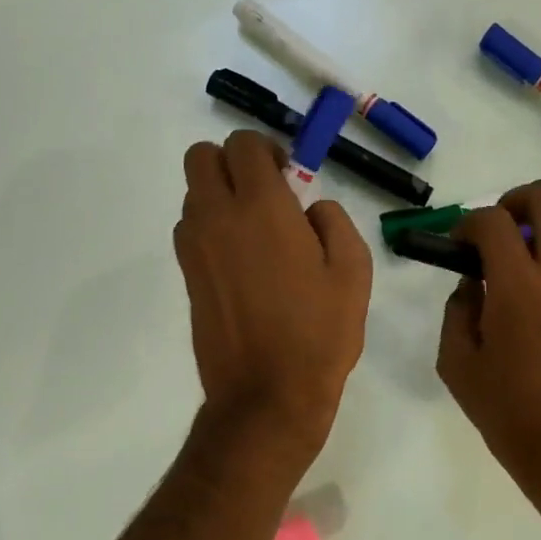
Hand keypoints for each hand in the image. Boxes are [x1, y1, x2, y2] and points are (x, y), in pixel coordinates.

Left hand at [175, 130, 372, 455]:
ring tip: (256, 234)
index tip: (288, 175)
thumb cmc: (319, 333)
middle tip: (265, 193)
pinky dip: (211, 228)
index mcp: (262, 207)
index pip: (243, 144)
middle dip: (232, 163)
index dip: (266, 150)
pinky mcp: (186, 277)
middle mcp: (217, 217)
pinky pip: (191, 230)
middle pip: (202, 157)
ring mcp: (194, 248)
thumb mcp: (354, 272)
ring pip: (193, 193)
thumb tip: (310, 208)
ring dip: (220, 196)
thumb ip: (334, 222)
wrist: (267, 395)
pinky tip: (242, 263)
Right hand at [437, 181, 540, 534]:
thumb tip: (472, 285)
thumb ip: (457, 313)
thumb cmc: (512, 415)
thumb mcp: (459, 367)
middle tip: (497, 233)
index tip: (458, 245)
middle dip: (515, 201)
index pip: (492, 222)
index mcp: (518, 287)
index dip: (467, 224)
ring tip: (527, 259)